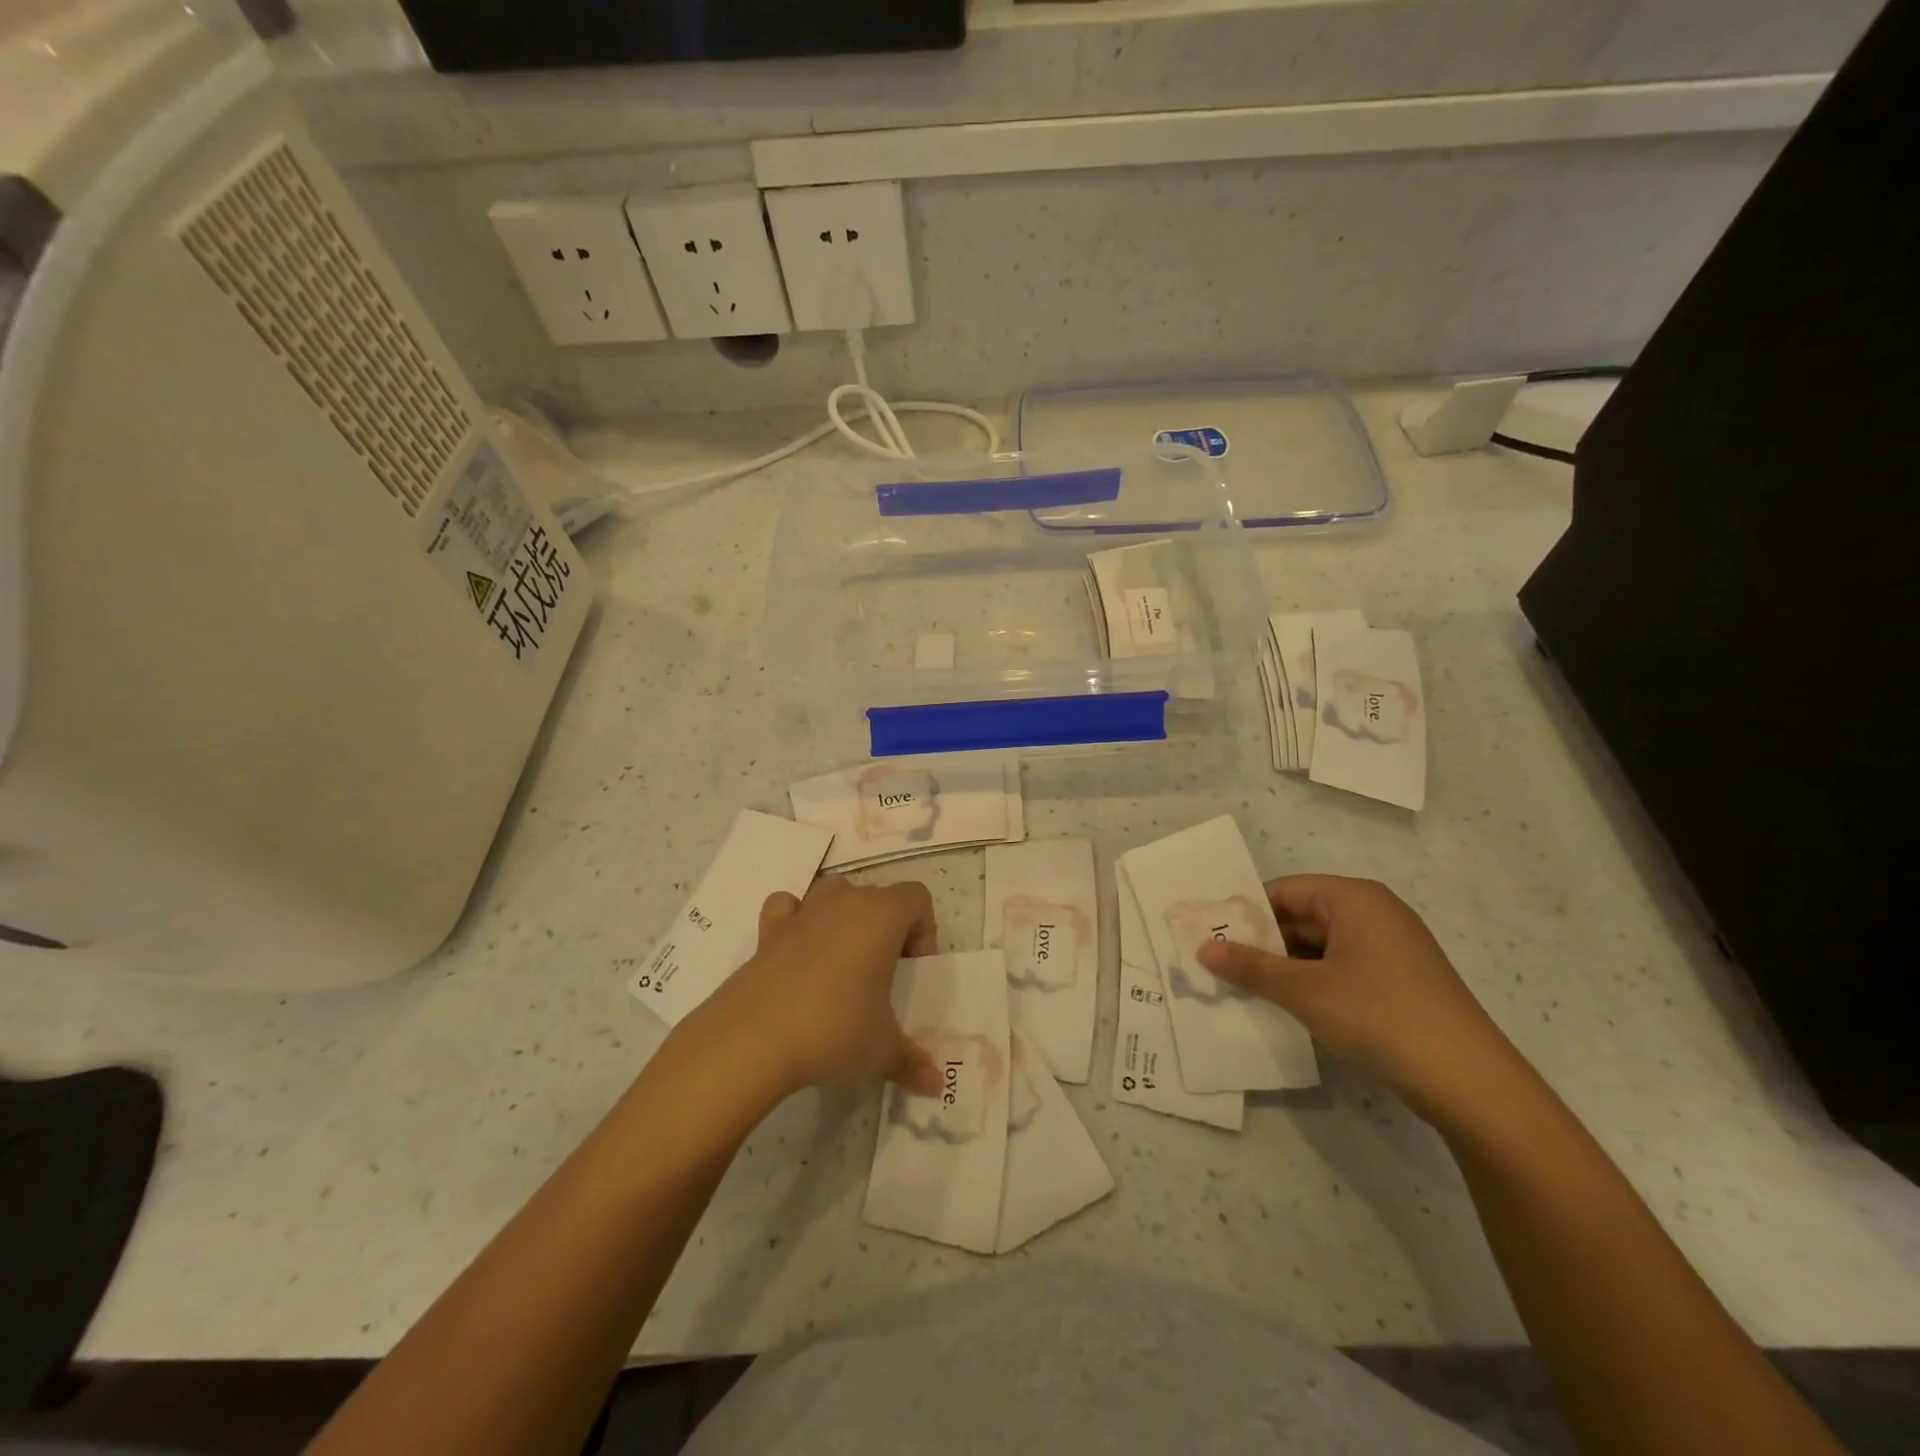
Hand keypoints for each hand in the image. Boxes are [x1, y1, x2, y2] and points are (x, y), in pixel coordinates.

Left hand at [695, 876, 943, 1101]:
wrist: (754, 1038)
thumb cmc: (834, 1029)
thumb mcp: (882, 1050)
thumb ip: (911, 1061)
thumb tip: (935, 1084)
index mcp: (881, 916)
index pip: (917, 897)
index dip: (923, 930)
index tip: (911, 970)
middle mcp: (844, 902)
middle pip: (878, 896)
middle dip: (886, 929)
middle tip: (881, 977)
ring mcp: (803, 912)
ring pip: (834, 892)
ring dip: (844, 917)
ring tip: (842, 963)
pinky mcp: (768, 930)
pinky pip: (788, 907)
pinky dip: (795, 921)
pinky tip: (797, 954)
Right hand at [1196, 875, 1529, 1126]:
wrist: (1470, 1082)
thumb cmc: (1379, 1015)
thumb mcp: (1304, 990)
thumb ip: (1250, 967)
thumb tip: (1202, 949)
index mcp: (1353, 898)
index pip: (1283, 891)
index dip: (1244, 912)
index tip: (1209, 936)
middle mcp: (1374, 912)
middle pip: (1301, 916)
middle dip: (1262, 942)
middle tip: (1218, 964)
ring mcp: (1391, 947)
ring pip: (1320, 945)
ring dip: (1284, 965)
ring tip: (1244, 987)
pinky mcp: (1400, 980)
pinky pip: (1342, 967)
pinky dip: (1313, 981)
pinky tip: (1289, 1005)